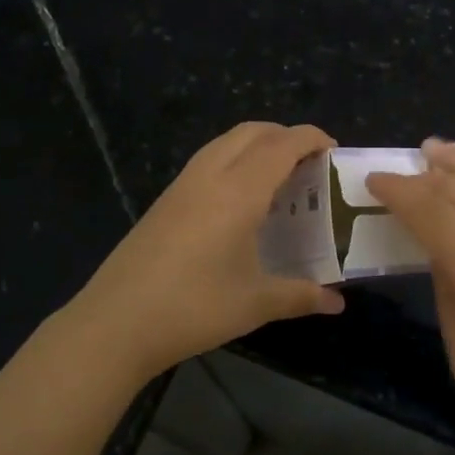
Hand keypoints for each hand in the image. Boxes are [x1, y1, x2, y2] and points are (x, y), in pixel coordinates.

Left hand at [64, 122, 345, 380]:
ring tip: (278, 177)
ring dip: (256, 145)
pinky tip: (239, 200)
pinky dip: (233, 161)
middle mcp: (210, 176)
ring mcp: (182, 186)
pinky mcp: (164, 201)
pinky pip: (207, 161)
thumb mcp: (255, 303)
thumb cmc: (194, 308)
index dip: (311, 138)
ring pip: (225, 143)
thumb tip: (338, 303)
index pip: (281, 145)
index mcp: (238, 191)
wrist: (116, 322)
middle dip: (284, 135)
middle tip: (309, 162)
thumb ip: (301, 295)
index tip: (334, 149)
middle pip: (252, 132)